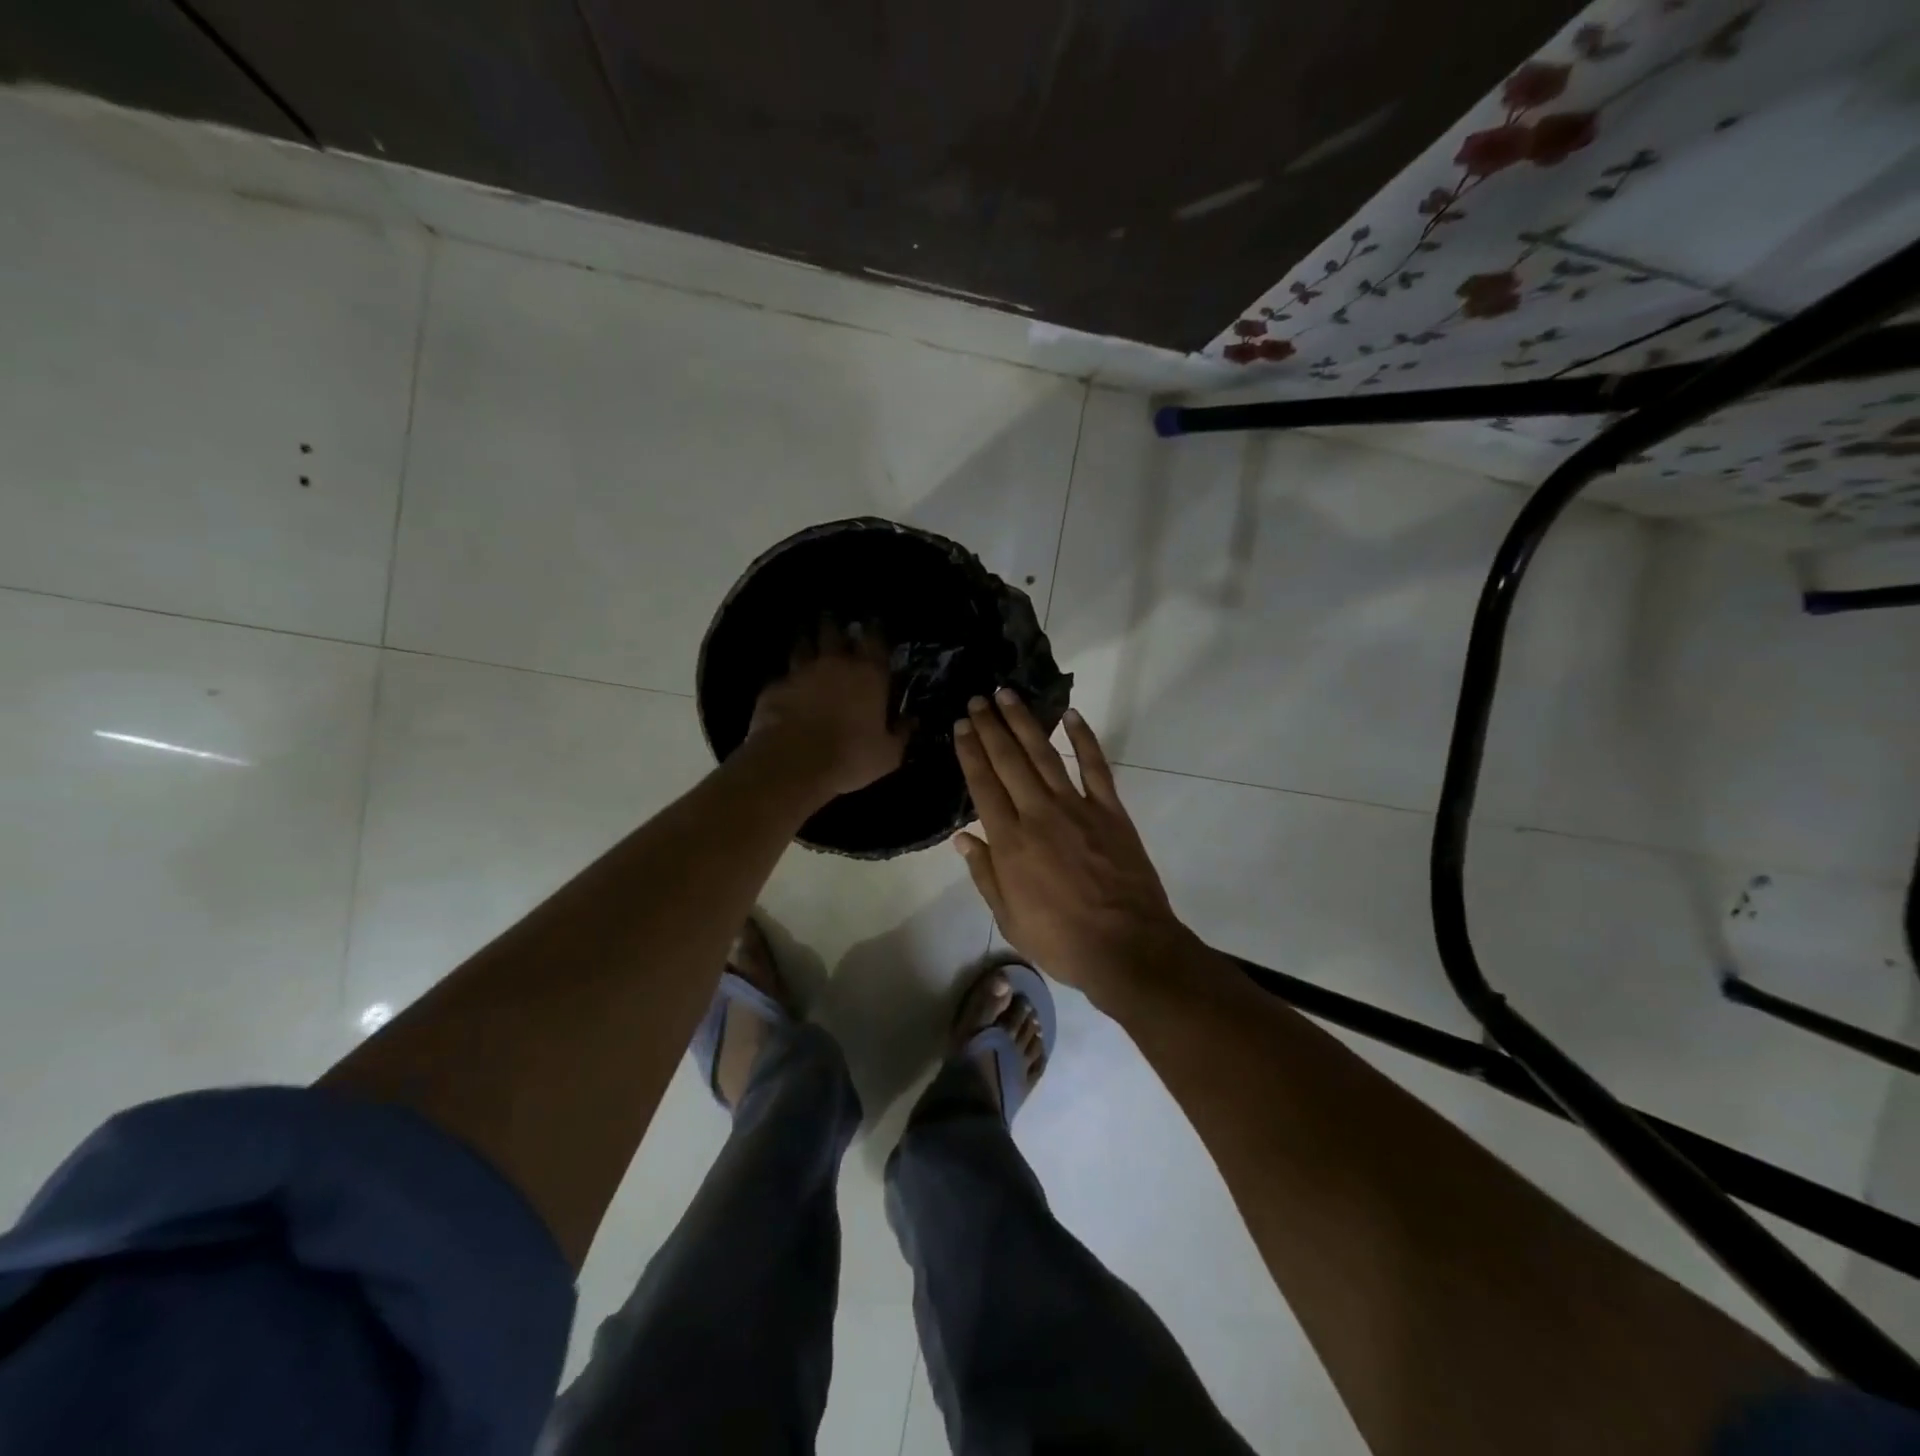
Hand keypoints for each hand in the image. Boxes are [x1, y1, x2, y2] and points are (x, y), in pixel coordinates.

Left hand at [748, 624, 906, 800]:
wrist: (794, 763)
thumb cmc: (851, 757)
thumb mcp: (888, 754)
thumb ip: (900, 733)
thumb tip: (911, 721)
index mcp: (869, 675)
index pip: (875, 640)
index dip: (875, 629)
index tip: (873, 622)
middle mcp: (835, 664)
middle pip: (833, 632)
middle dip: (834, 625)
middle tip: (833, 621)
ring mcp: (801, 672)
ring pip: (802, 645)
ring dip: (806, 642)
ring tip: (806, 640)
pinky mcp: (775, 687)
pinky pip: (782, 676)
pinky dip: (786, 678)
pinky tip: (785, 684)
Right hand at [951, 690, 1193, 1004]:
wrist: (1127, 948)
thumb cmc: (1061, 940)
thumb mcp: (1009, 918)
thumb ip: (985, 874)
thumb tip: (963, 838)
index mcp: (1010, 842)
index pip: (983, 785)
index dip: (970, 752)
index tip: (961, 725)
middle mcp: (1038, 815)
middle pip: (1009, 761)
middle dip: (990, 727)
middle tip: (977, 699)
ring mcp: (1077, 808)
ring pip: (1044, 755)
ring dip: (1024, 722)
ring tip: (1008, 695)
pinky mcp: (1110, 811)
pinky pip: (1095, 766)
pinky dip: (1084, 738)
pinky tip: (1071, 714)